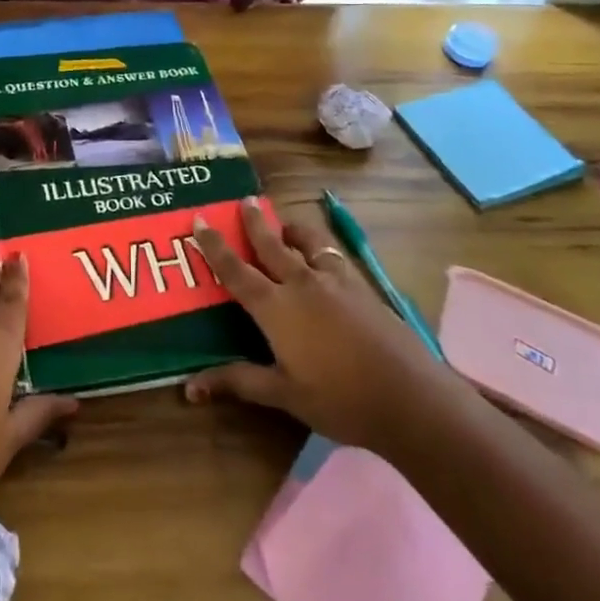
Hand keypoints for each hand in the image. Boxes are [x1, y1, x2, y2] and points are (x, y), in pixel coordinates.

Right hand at [184, 197, 448, 455]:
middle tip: (245, 200)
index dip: (215, 246)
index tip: (200, 220)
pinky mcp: (362, 287)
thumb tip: (189, 386)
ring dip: (292, 228)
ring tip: (285, 223)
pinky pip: (334, 255)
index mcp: (276, 307)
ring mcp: (335, 281)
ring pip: (308, 241)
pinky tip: (324, 256)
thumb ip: (239, 382)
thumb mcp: (285, 394)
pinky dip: (321, 247)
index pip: (236, 270)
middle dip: (255, 221)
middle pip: (271, 243)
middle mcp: (301, 283)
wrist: (410, 397)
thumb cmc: (340, 399)